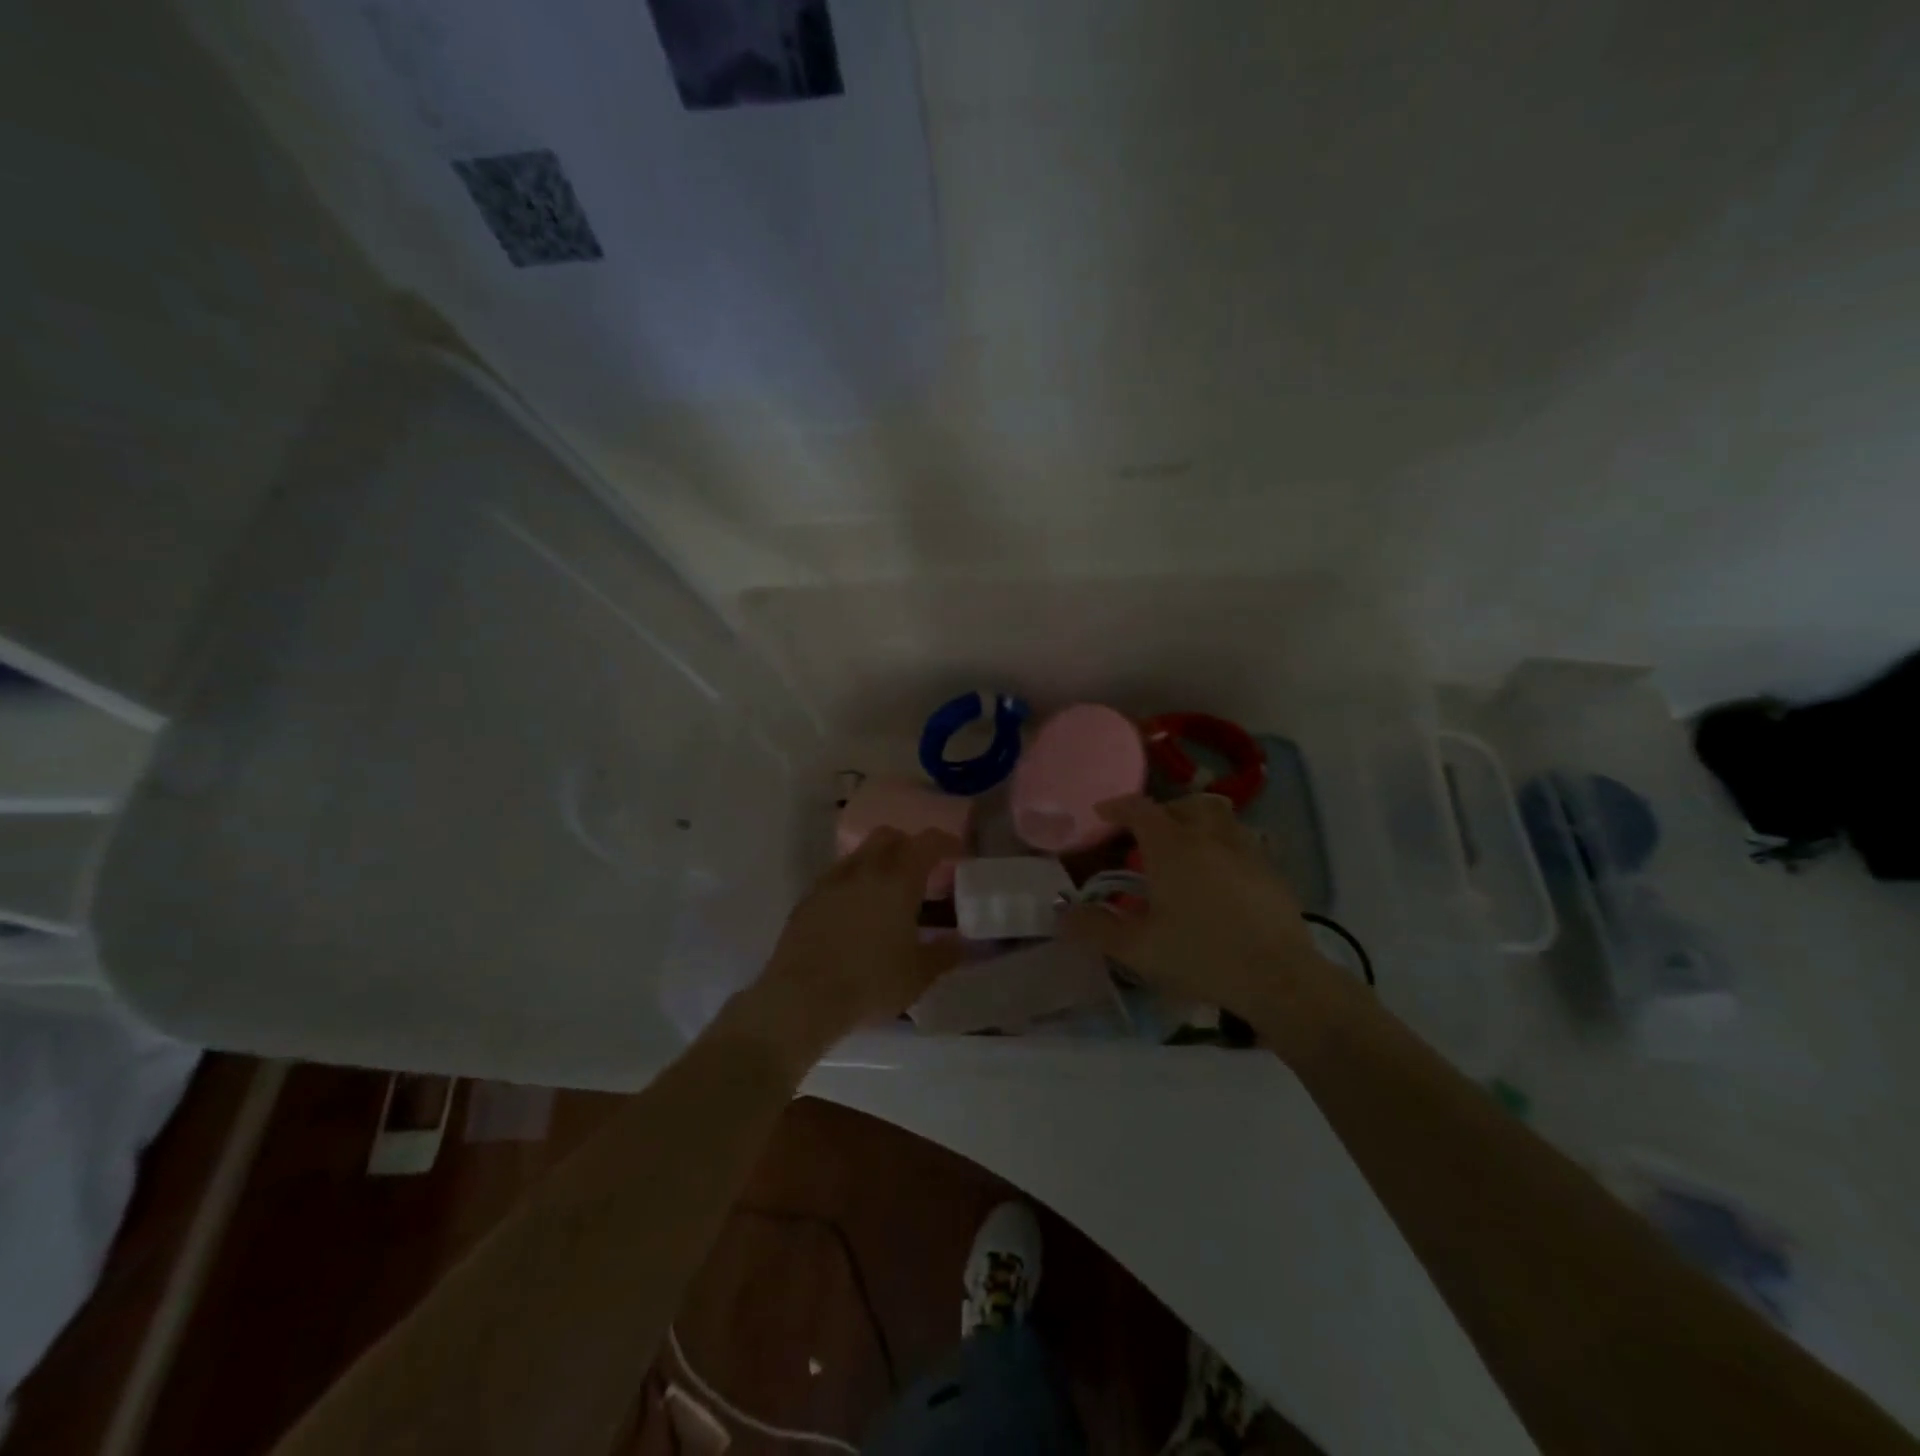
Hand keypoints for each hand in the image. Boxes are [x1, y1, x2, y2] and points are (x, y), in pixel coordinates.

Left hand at [722, 828, 965, 1077]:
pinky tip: (855, 912)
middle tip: (920, 869)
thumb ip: (946, 953)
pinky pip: (836, 877)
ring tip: (886, 892)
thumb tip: (964, 944)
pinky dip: (852, 883)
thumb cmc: (871, 982)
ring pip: (859, 854)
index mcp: (899, 880)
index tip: (957, 854)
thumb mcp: (919, 974)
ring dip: (878, 862)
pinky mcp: (808, 898)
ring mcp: (831, 881)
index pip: (928, 842)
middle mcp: (865, 869)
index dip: (946, 842)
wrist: (803, 998)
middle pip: (889, 836)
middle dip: (908, 844)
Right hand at [1060, 795, 1363, 1058]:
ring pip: (1221, 816)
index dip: (1118, 806)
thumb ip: (1096, 929)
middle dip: (1163, 811)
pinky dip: (1226, 845)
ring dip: (1199, 822)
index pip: (1140, 809)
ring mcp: (1246, 850)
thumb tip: (1063, 915)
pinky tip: (1222, 875)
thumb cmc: (1202, 956)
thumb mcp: (1138, 949)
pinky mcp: (1272, 870)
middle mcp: (1209, 837)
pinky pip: (1245, 840)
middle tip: (1149, 835)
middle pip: (1186, 804)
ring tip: (1188, 848)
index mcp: (1172, 847)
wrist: (1279, 978)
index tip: (1102, 813)